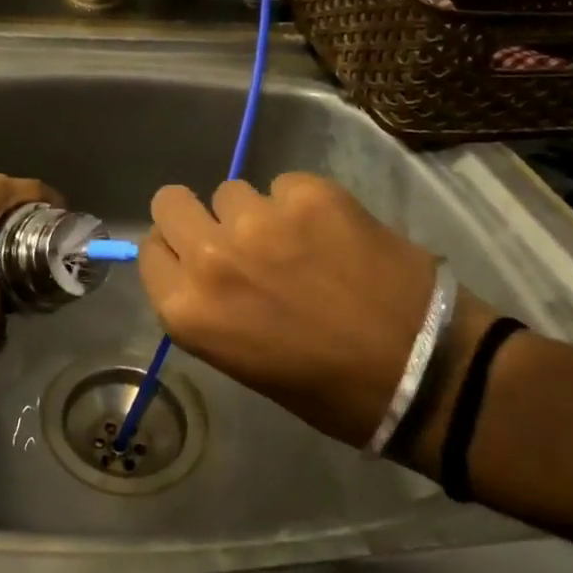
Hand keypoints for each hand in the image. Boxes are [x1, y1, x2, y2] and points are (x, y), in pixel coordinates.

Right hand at [138, 173, 449, 445]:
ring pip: (233, 191)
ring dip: (255, 214)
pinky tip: (332, 233)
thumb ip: (205, 305)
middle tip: (235, 238)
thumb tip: (196, 264)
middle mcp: (211, 258)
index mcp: (188, 310)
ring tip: (296, 242)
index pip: (150, 249)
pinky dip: (301, 204)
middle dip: (197, 216)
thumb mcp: (239, 360)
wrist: (422, 370)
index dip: (174, 252)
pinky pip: (284, 184)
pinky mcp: (309, 194)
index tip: (199, 259)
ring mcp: (260, 220)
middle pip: (172, 201)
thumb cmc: (326, 388)